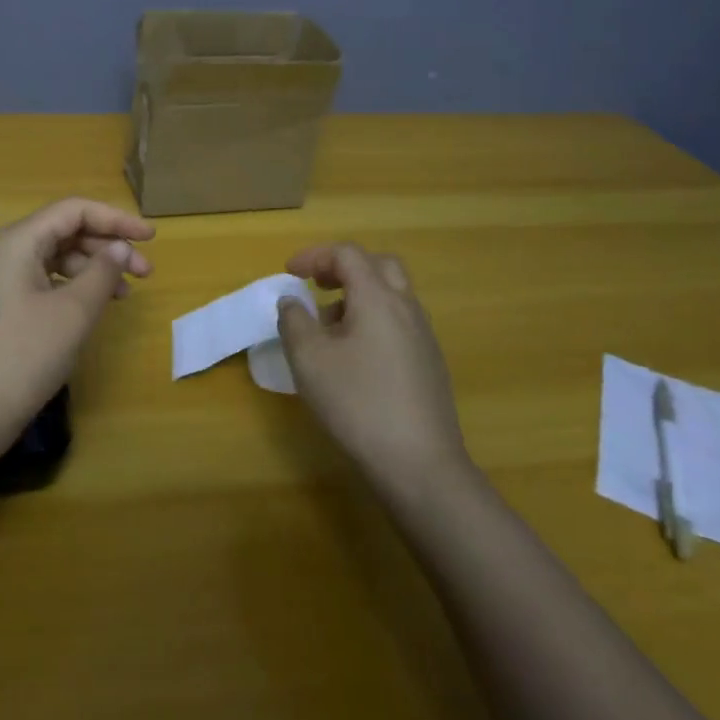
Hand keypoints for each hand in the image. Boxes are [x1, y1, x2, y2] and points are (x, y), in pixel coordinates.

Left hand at [0, 198, 153, 437]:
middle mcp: (5, 252)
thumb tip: (121, 248)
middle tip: (145, 272)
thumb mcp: (72, 313)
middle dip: (107, 246)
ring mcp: (0, 280)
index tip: (151, 238)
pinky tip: (93, 308)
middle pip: (64, 232)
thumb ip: (102, 273)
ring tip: (124, 294)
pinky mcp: (0, 306)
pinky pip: (43, 282)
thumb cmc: (22, 356)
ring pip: (55, 258)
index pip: (74, 211)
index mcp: (18, 241)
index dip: (116, 219)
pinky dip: (73, 288)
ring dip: (93, 269)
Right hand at [277, 243, 472, 493]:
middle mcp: (406, 308)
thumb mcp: (309, 359)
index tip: (289, 273)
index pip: (348, 254)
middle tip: (318, 286)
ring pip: (392, 295)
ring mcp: (423, 337)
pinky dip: (373, 320)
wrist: (421, 466)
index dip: (315, 256)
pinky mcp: (430, 364)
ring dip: (359, 296)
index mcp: (378, 298)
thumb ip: (294, 321)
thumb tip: (293, 301)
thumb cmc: (358, 403)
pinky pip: (399, 322)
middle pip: (379, 265)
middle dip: (344, 267)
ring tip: (329, 327)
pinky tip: (355, 358)